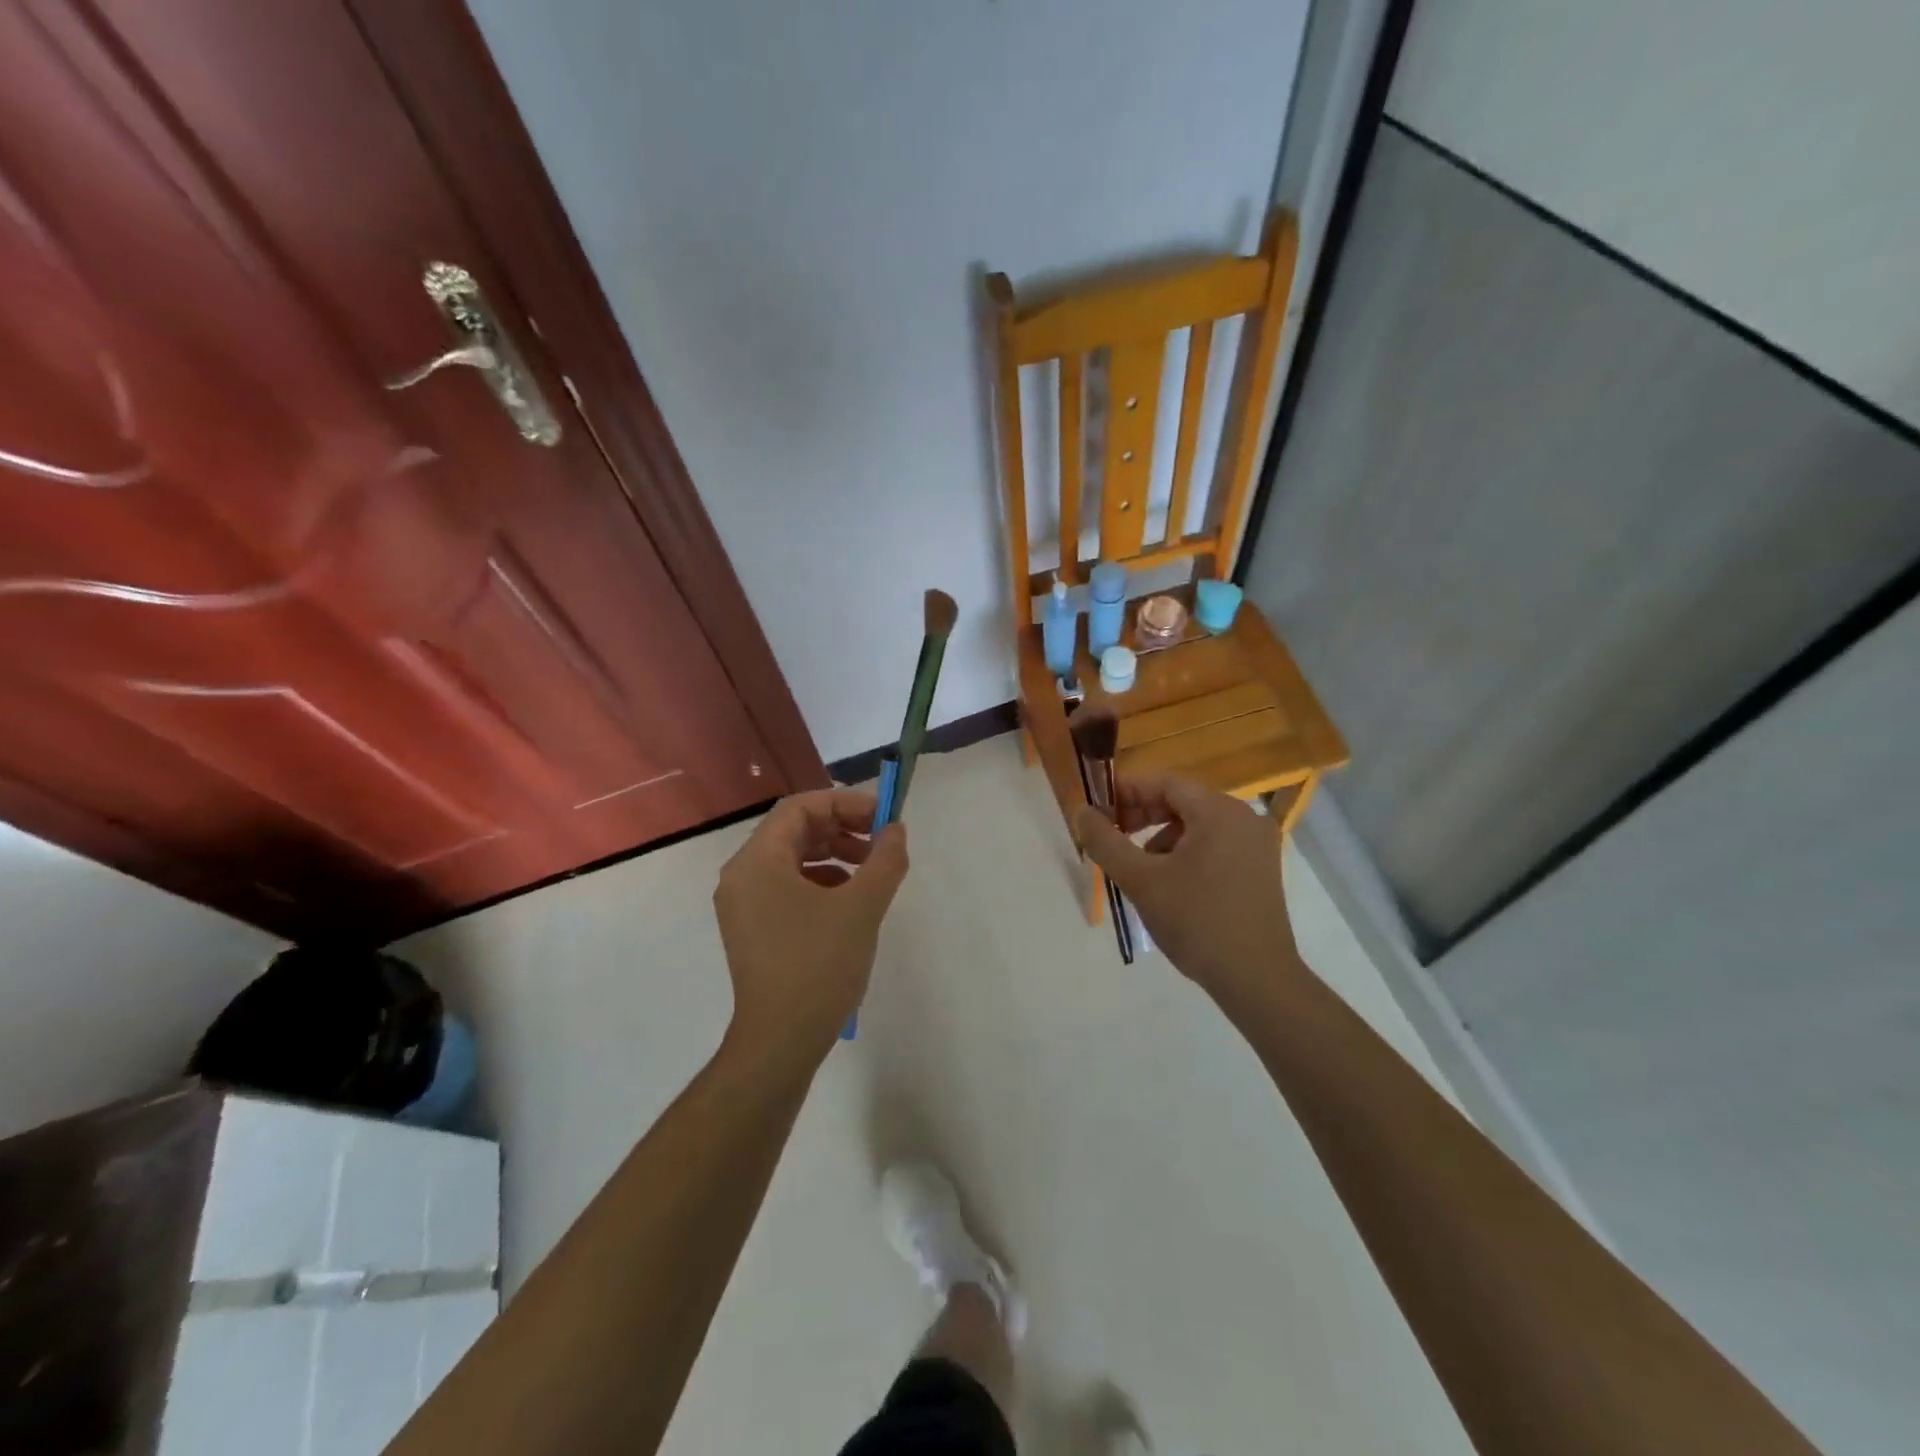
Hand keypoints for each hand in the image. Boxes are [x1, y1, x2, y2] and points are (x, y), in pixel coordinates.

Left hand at [713, 787, 908, 1064]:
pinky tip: (848, 901)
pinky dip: (820, 882)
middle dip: (841, 828)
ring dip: (834, 855)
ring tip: (870, 872)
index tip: (882, 817)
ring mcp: (743, 905)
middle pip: (794, 830)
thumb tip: (895, 830)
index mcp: (758, 861)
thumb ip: (884, 859)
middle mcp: (742, 875)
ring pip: (792, 859)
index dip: (844, 803)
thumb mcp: (862, 907)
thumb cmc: (818, 966)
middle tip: (880, 842)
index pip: (800, 807)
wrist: (780, 1042)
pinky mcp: (752, 929)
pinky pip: (786, 887)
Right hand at [1076, 774, 1300, 1005]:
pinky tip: (1170, 882)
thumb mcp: (1140, 880)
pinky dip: (1187, 852)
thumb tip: (1082, 812)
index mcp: (1219, 811)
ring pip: (1198, 825)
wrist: (1256, 979)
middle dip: (1142, 815)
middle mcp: (1244, 818)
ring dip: (1162, 837)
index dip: (1126, 791)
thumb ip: (1105, 842)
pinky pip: (1216, 844)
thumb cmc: (1196, 922)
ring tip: (1138, 866)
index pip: (1164, 783)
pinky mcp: (1262, 869)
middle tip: (1111, 836)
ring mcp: (1258, 844)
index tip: (1097, 810)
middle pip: (1182, 802)